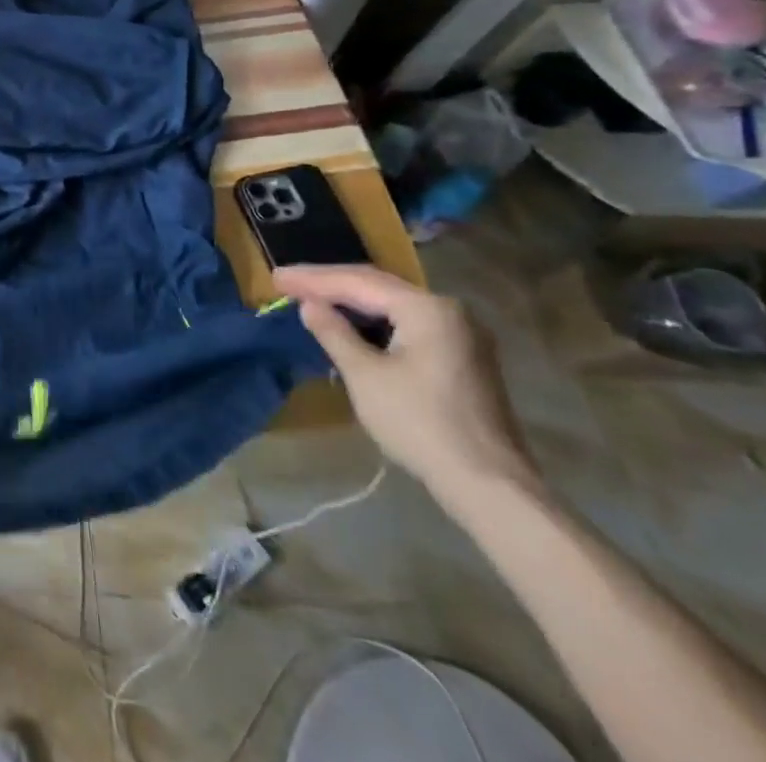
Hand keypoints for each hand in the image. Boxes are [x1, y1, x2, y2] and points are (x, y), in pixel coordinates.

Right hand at [273, 264, 537, 503]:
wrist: (490, 486)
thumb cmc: (420, 424)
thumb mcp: (364, 375)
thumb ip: (333, 332)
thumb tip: (309, 305)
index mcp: (427, 309)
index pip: (357, 282)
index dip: (312, 279)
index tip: (275, 278)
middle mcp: (449, 311)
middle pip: (377, 286)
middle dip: (329, 284)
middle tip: (286, 282)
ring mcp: (461, 334)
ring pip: (393, 305)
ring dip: (351, 302)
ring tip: (311, 299)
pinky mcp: (462, 357)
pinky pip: (408, 324)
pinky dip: (374, 321)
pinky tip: (350, 325)